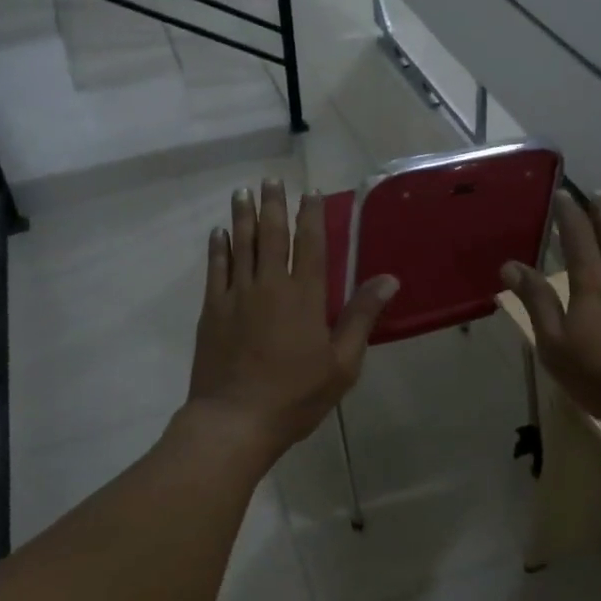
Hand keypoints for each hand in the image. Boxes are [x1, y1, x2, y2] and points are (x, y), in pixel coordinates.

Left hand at [187, 179, 398, 458]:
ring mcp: (236, 296)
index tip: (310, 193)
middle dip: (273, 205)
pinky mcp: (212, 310)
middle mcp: (269, 285)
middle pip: (271, 235)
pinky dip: (218, 248)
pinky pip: (215, 270)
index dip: (311, 216)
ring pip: (241, 245)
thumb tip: (388, 279)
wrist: (235, 420)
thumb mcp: (342, 363)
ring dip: (242, 217)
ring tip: (242, 192)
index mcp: (304, 296)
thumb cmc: (295, 395)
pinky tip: (218, 233)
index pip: (310, 244)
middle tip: (271, 180)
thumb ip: (361, 317)